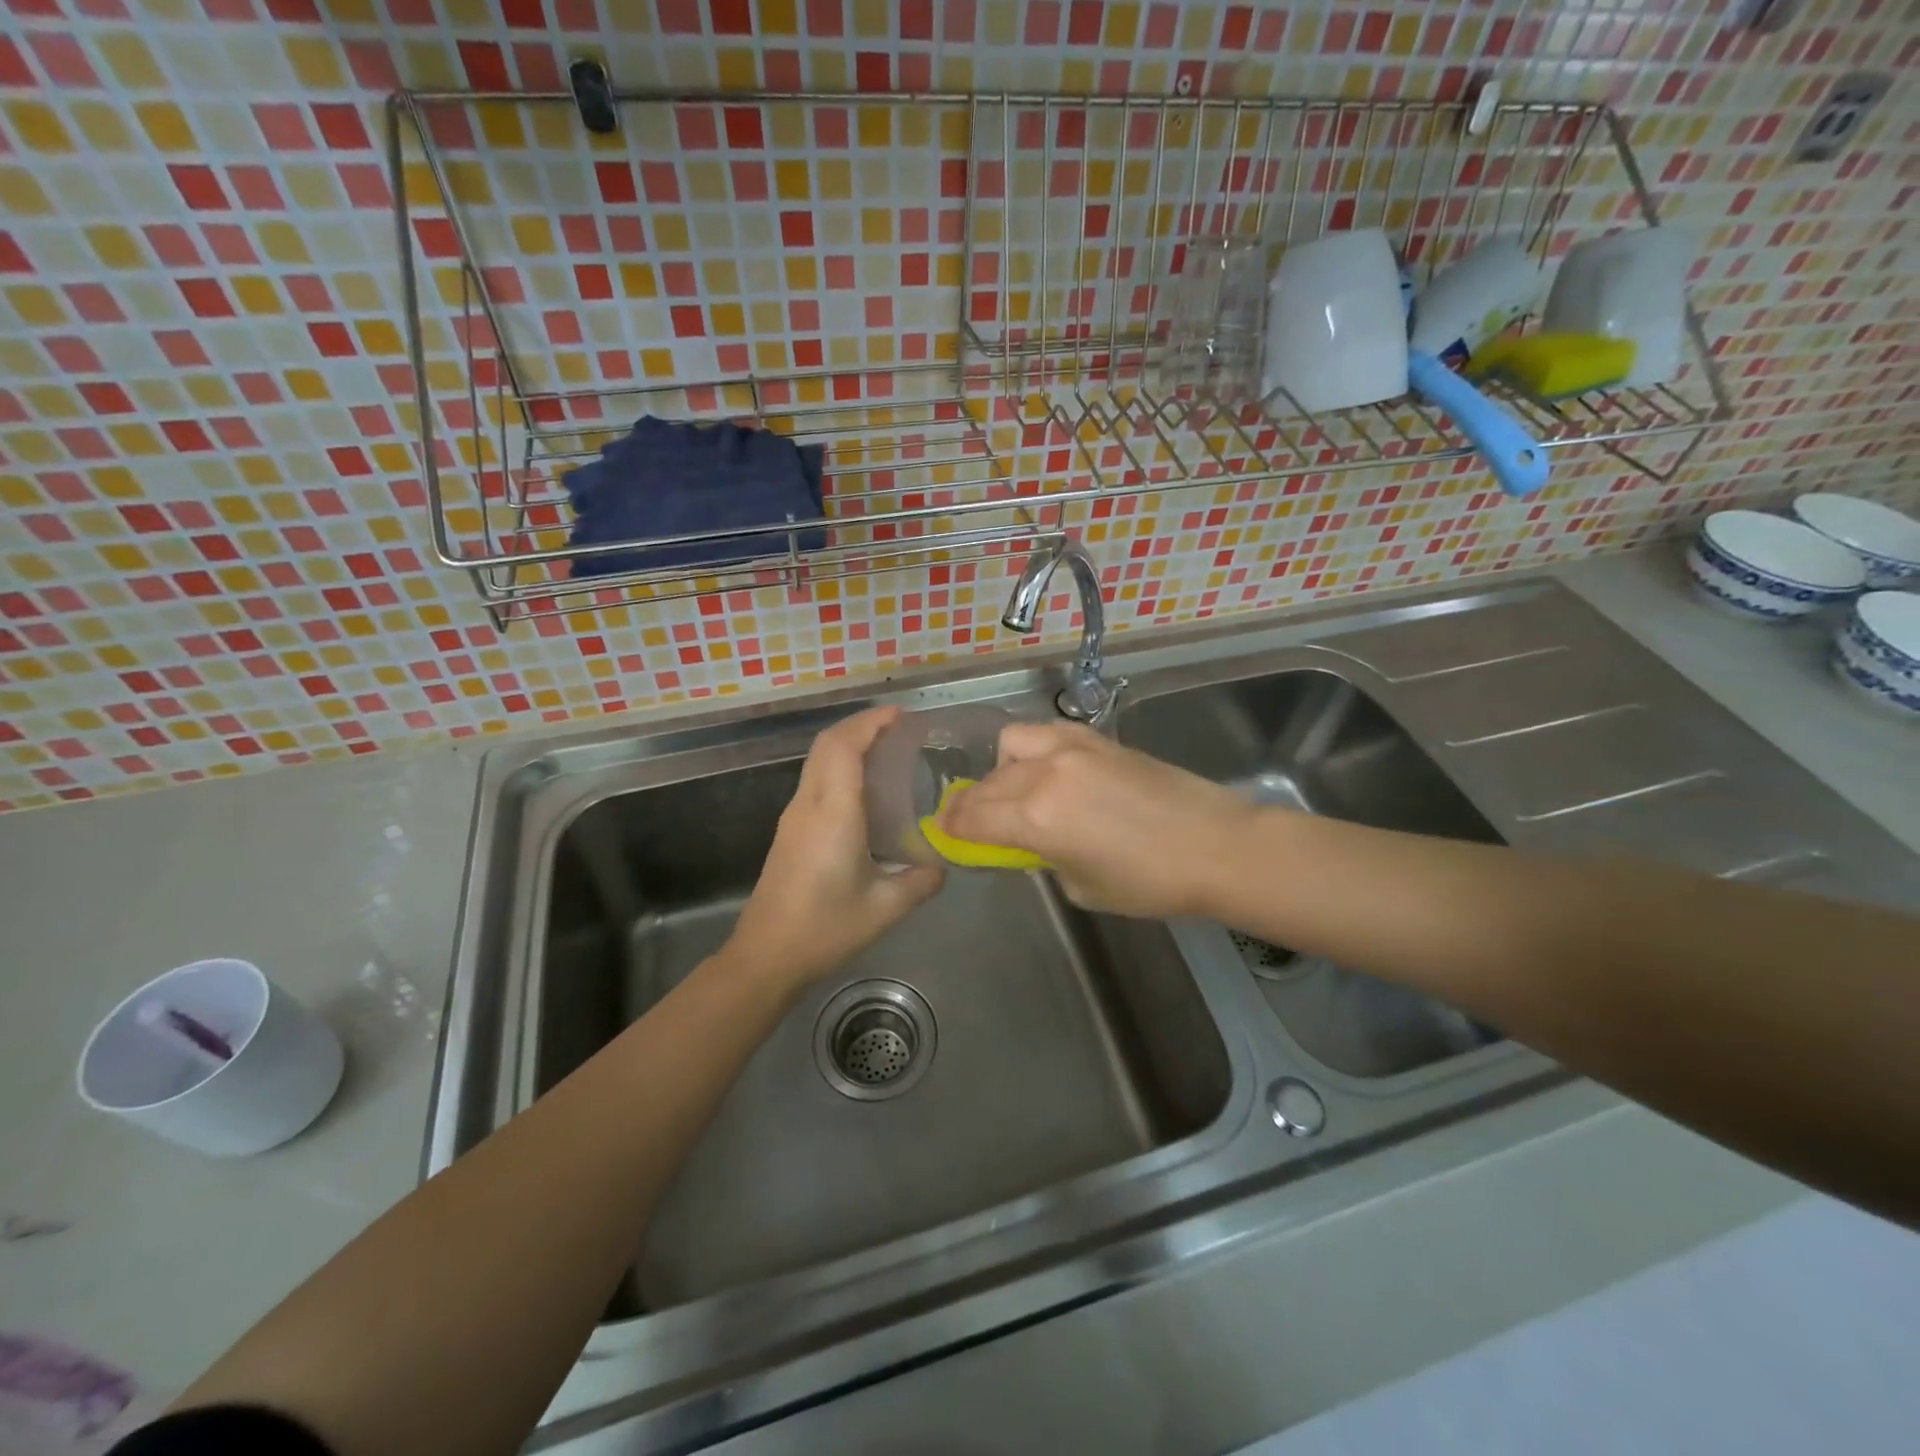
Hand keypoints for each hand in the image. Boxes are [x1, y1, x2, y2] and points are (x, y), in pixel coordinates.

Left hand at [726, 706, 944, 989]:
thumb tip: (941, 865)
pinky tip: (862, 789)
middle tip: (897, 727)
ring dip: (847, 744)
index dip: (870, 722)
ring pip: (817, 761)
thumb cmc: (824, 929)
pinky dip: (838, 766)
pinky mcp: (789, 831)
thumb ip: (920, 881)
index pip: (844, 747)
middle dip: (860, 725)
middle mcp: (808, 805)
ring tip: (884, 750)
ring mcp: (793, 817)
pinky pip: (815, 780)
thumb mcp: (884, 909)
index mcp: (833, 813)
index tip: (900, 714)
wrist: (765, 956)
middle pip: (827, 744)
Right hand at [939, 722, 1255, 918]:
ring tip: (1013, 791)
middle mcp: (1045, 773)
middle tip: (971, 822)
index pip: (974, 817)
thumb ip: (1042, 857)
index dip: (951, 828)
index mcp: (1037, 818)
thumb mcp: (1080, 886)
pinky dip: (1032, 750)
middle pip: (988, 784)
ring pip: (1011, 744)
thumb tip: (1028, 841)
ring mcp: (1072, 748)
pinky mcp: (1097, 739)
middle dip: (971, 805)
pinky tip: (1045, 770)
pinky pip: (1046, 734)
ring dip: (1000, 769)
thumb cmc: (1149, 883)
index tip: (943, 834)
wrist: (1216, 845)